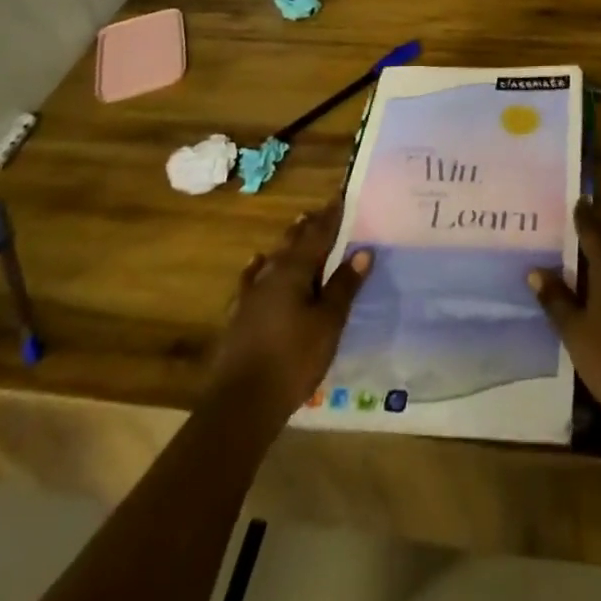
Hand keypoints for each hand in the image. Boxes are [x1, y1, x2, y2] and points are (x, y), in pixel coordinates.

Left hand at [207, 202, 371, 421]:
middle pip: (292, 242)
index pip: (317, 235)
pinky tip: (257, 264)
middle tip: (319, 211)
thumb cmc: (293, 359)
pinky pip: (252, 279)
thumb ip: (343, 286)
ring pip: (272, 258)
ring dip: (287, 243)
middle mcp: (270, 274)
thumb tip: (362, 251)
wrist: (240, 403)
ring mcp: (250, 295)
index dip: (330, 217)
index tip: (339, 198)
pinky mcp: (239, 315)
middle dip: (308, 226)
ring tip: (297, 227)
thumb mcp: (328, 323)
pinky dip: (258, 267)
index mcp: (294, 271)